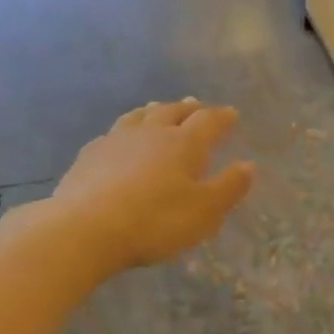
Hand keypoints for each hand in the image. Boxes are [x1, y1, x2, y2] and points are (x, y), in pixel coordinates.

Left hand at [53, 99, 253, 273]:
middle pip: (171, 111)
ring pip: (139, 116)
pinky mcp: (89, 155)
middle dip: (188, 108)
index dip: (222, 117)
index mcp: (184, 144)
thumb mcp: (204, 211)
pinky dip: (125, 130)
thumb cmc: (155, 221)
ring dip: (154, 110)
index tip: (231, 114)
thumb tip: (248, 165)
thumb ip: (228, 187)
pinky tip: (121, 138)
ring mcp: (116, 140)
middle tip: (196, 105)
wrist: (85, 228)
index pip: (208, 122)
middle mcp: (151, 133)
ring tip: (158, 108)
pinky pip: (113, 132)